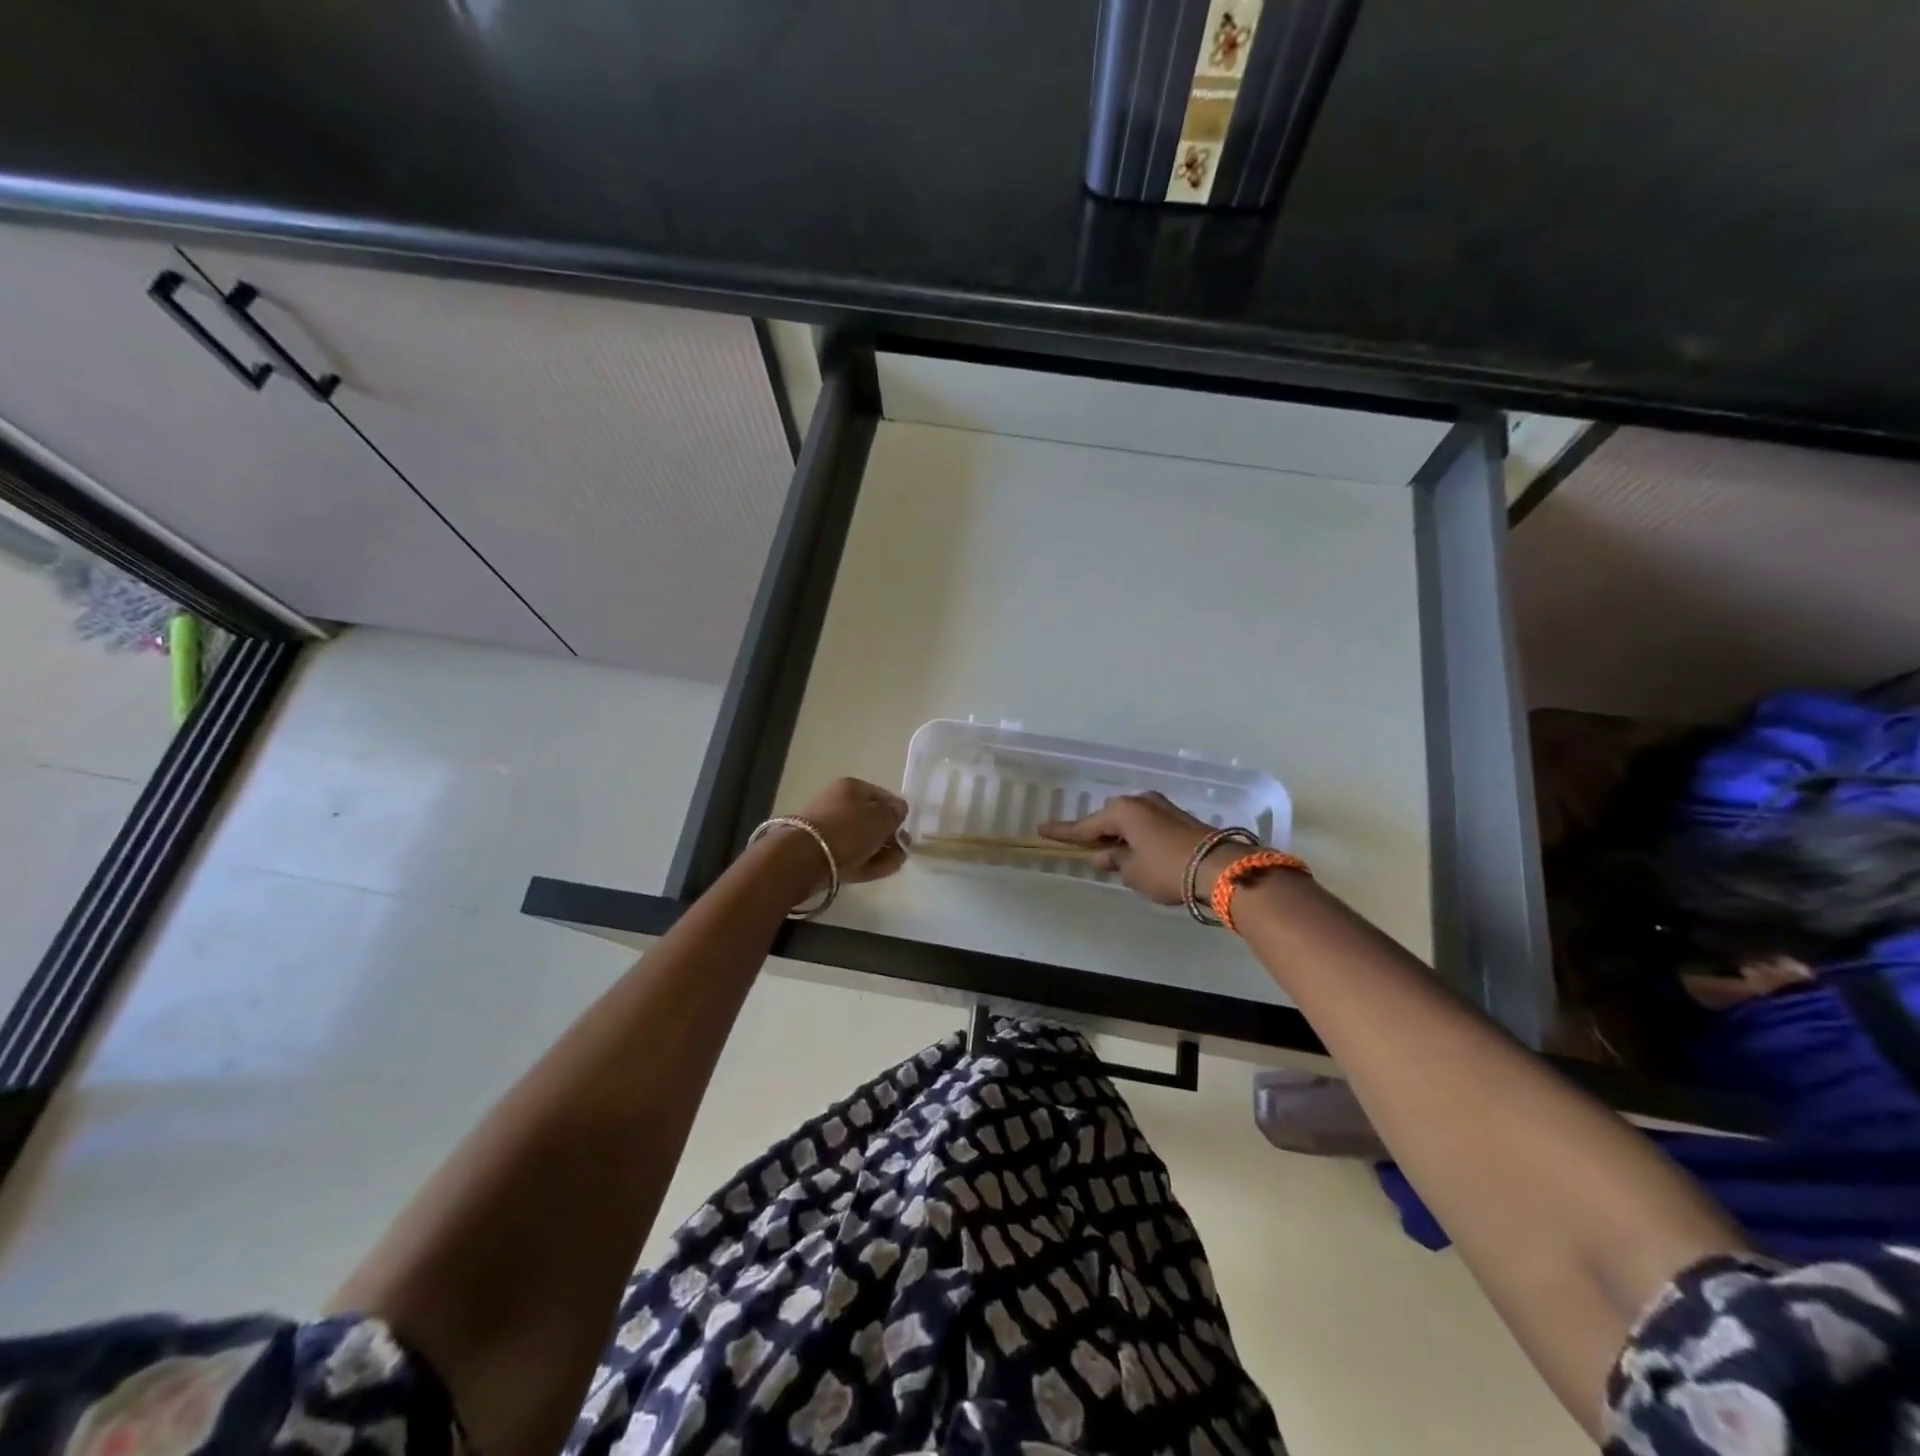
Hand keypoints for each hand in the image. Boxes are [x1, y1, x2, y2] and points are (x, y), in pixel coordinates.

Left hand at [779, 777, 909, 890]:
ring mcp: (831, 831)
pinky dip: (869, 863)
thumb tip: (898, 812)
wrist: (805, 859)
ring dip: (882, 852)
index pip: (883, 796)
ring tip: (894, 863)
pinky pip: (854, 857)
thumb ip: (895, 813)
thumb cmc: (848, 830)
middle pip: (873, 820)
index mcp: (852, 788)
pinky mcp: (826, 854)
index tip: (906, 829)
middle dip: (890, 836)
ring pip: (865, 841)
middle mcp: (840, 805)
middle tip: (902, 850)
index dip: (898, 812)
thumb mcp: (881, 817)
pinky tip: (882, 870)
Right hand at [1040, 791, 1242, 905]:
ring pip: (1131, 820)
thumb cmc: (1167, 869)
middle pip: (1110, 816)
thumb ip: (1115, 861)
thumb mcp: (1133, 871)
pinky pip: (1147, 825)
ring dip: (1121, 834)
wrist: (1221, 869)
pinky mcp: (1180, 819)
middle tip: (1086, 848)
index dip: (1064, 832)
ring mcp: (1163, 807)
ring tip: (1114, 854)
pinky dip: (1138, 836)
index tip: (1042, 830)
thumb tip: (1105, 855)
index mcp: (1122, 811)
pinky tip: (1137, 851)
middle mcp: (1141, 802)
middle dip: (1098, 831)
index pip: (1085, 825)